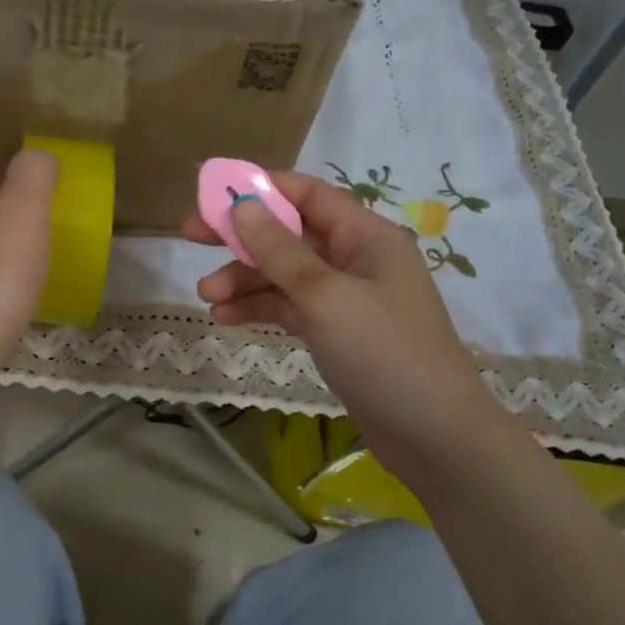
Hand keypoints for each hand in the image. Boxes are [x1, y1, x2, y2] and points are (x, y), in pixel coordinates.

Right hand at [184, 171, 499, 461]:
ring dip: (244, 279)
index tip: (211, 195)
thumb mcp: (324, 295)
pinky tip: (226, 318)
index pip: (307, 194)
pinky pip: (290, 307)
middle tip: (190, 237)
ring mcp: (346, 297)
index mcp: (365, 236)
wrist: (434, 436)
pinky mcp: (337, 331)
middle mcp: (356, 258)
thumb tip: (242, 205)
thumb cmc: (383, 352)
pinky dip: (260, 308)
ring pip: (284, 274)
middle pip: (289, 233)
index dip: (259, 188)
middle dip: (241, 236)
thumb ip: (279, 250)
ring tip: (206, 296)